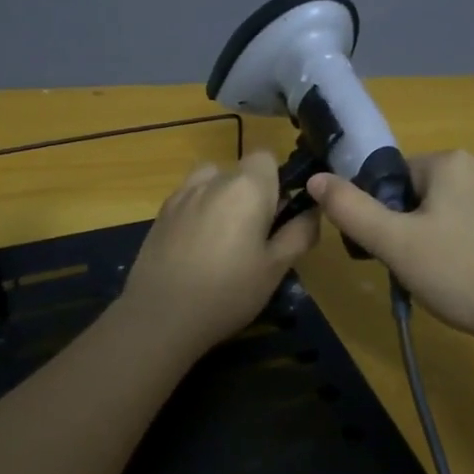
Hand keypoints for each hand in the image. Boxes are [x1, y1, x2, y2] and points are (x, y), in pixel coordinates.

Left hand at [118, 150, 319, 356]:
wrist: (161, 316)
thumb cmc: (228, 292)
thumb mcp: (276, 268)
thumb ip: (299, 233)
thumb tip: (312, 211)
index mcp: (246, 187)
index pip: (266, 157)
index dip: (276, 180)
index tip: (279, 214)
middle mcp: (212, 180)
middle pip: (238, 171)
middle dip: (250, 194)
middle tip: (255, 237)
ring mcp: (181, 195)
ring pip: (210, 183)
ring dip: (221, 199)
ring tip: (223, 239)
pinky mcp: (160, 214)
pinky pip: (189, 200)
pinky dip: (198, 213)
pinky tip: (196, 249)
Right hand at [306, 151, 473, 357]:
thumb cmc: (466, 276)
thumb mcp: (396, 246)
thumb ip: (351, 210)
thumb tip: (316, 178)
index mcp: (451, 162)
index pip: (396, 179)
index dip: (388, 218)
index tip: (396, 254)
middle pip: (429, 194)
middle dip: (419, 228)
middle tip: (424, 272)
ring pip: (462, 211)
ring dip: (450, 238)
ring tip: (458, 282)